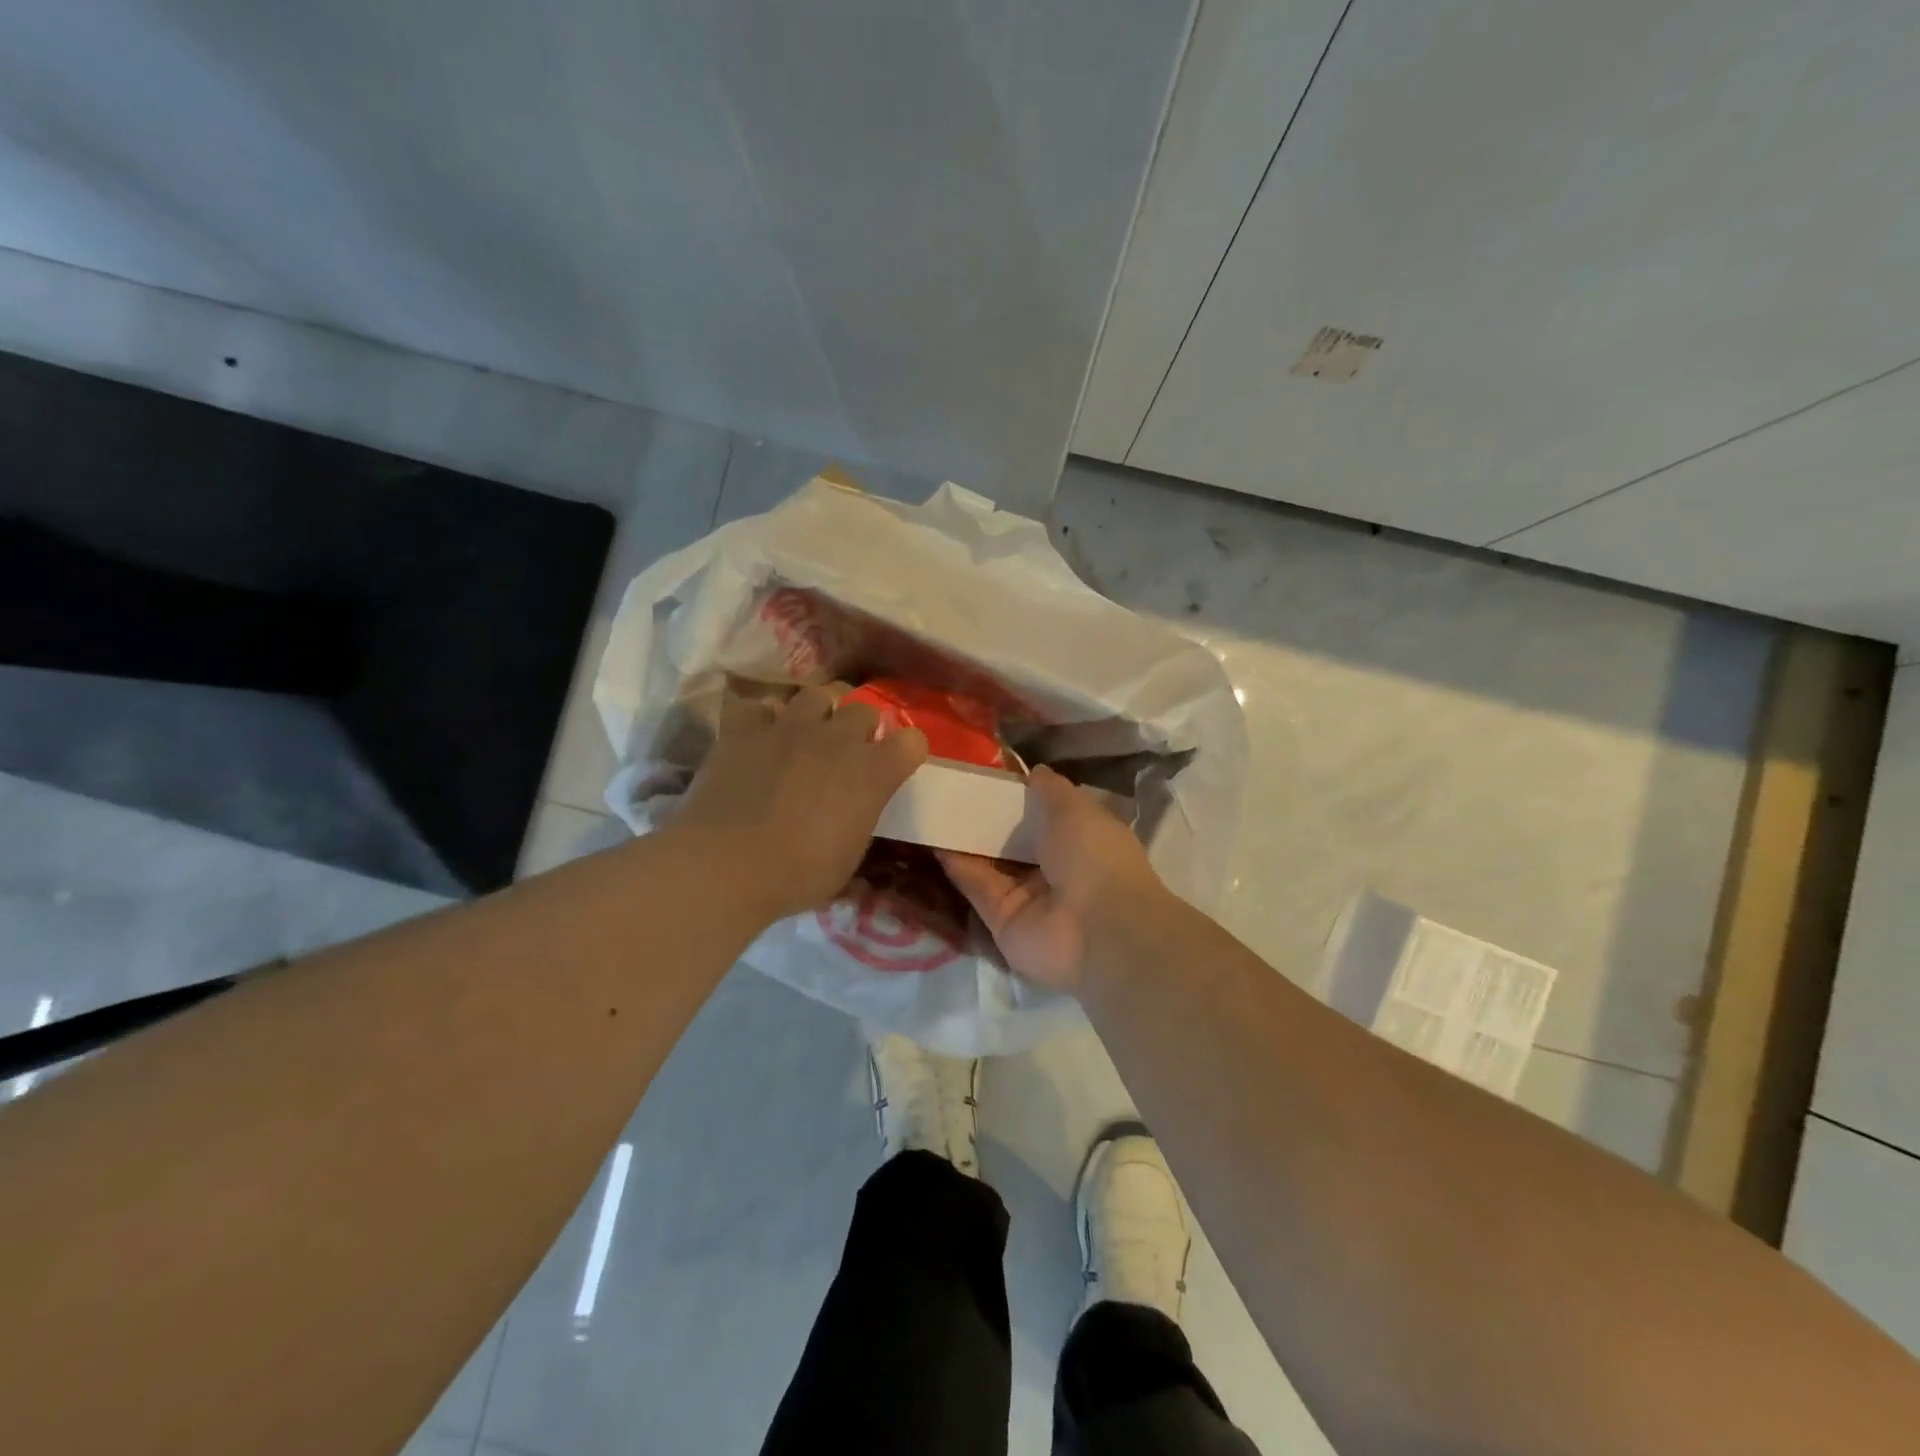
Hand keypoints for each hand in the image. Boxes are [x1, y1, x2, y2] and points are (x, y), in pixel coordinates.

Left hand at [673, 683, 927, 922]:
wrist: (728, 864)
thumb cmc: (799, 873)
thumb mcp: (849, 857)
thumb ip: (860, 820)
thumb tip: (855, 811)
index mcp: (873, 772)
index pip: (913, 742)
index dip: (906, 753)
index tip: (895, 767)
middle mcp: (838, 738)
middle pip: (864, 709)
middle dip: (861, 728)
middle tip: (847, 753)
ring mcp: (790, 726)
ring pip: (816, 695)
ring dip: (818, 714)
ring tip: (806, 735)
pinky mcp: (746, 728)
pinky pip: (762, 708)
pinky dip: (764, 721)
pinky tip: (759, 740)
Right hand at [938, 765, 1164, 994]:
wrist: (1097, 929)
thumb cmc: (1094, 857)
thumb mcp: (1076, 810)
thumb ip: (1051, 790)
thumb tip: (1035, 772)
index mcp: (1080, 840)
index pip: (1046, 815)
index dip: (1020, 797)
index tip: (989, 776)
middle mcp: (1054, 868)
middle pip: (1014, 840)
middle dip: (988, 818)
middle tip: (951, 789)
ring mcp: (1026, 896)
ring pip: (990, 863)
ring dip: (966, 839)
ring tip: (934, 808)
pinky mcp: (1000, 919)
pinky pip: (976, 887)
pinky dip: (956, 865)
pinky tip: (933, 837)